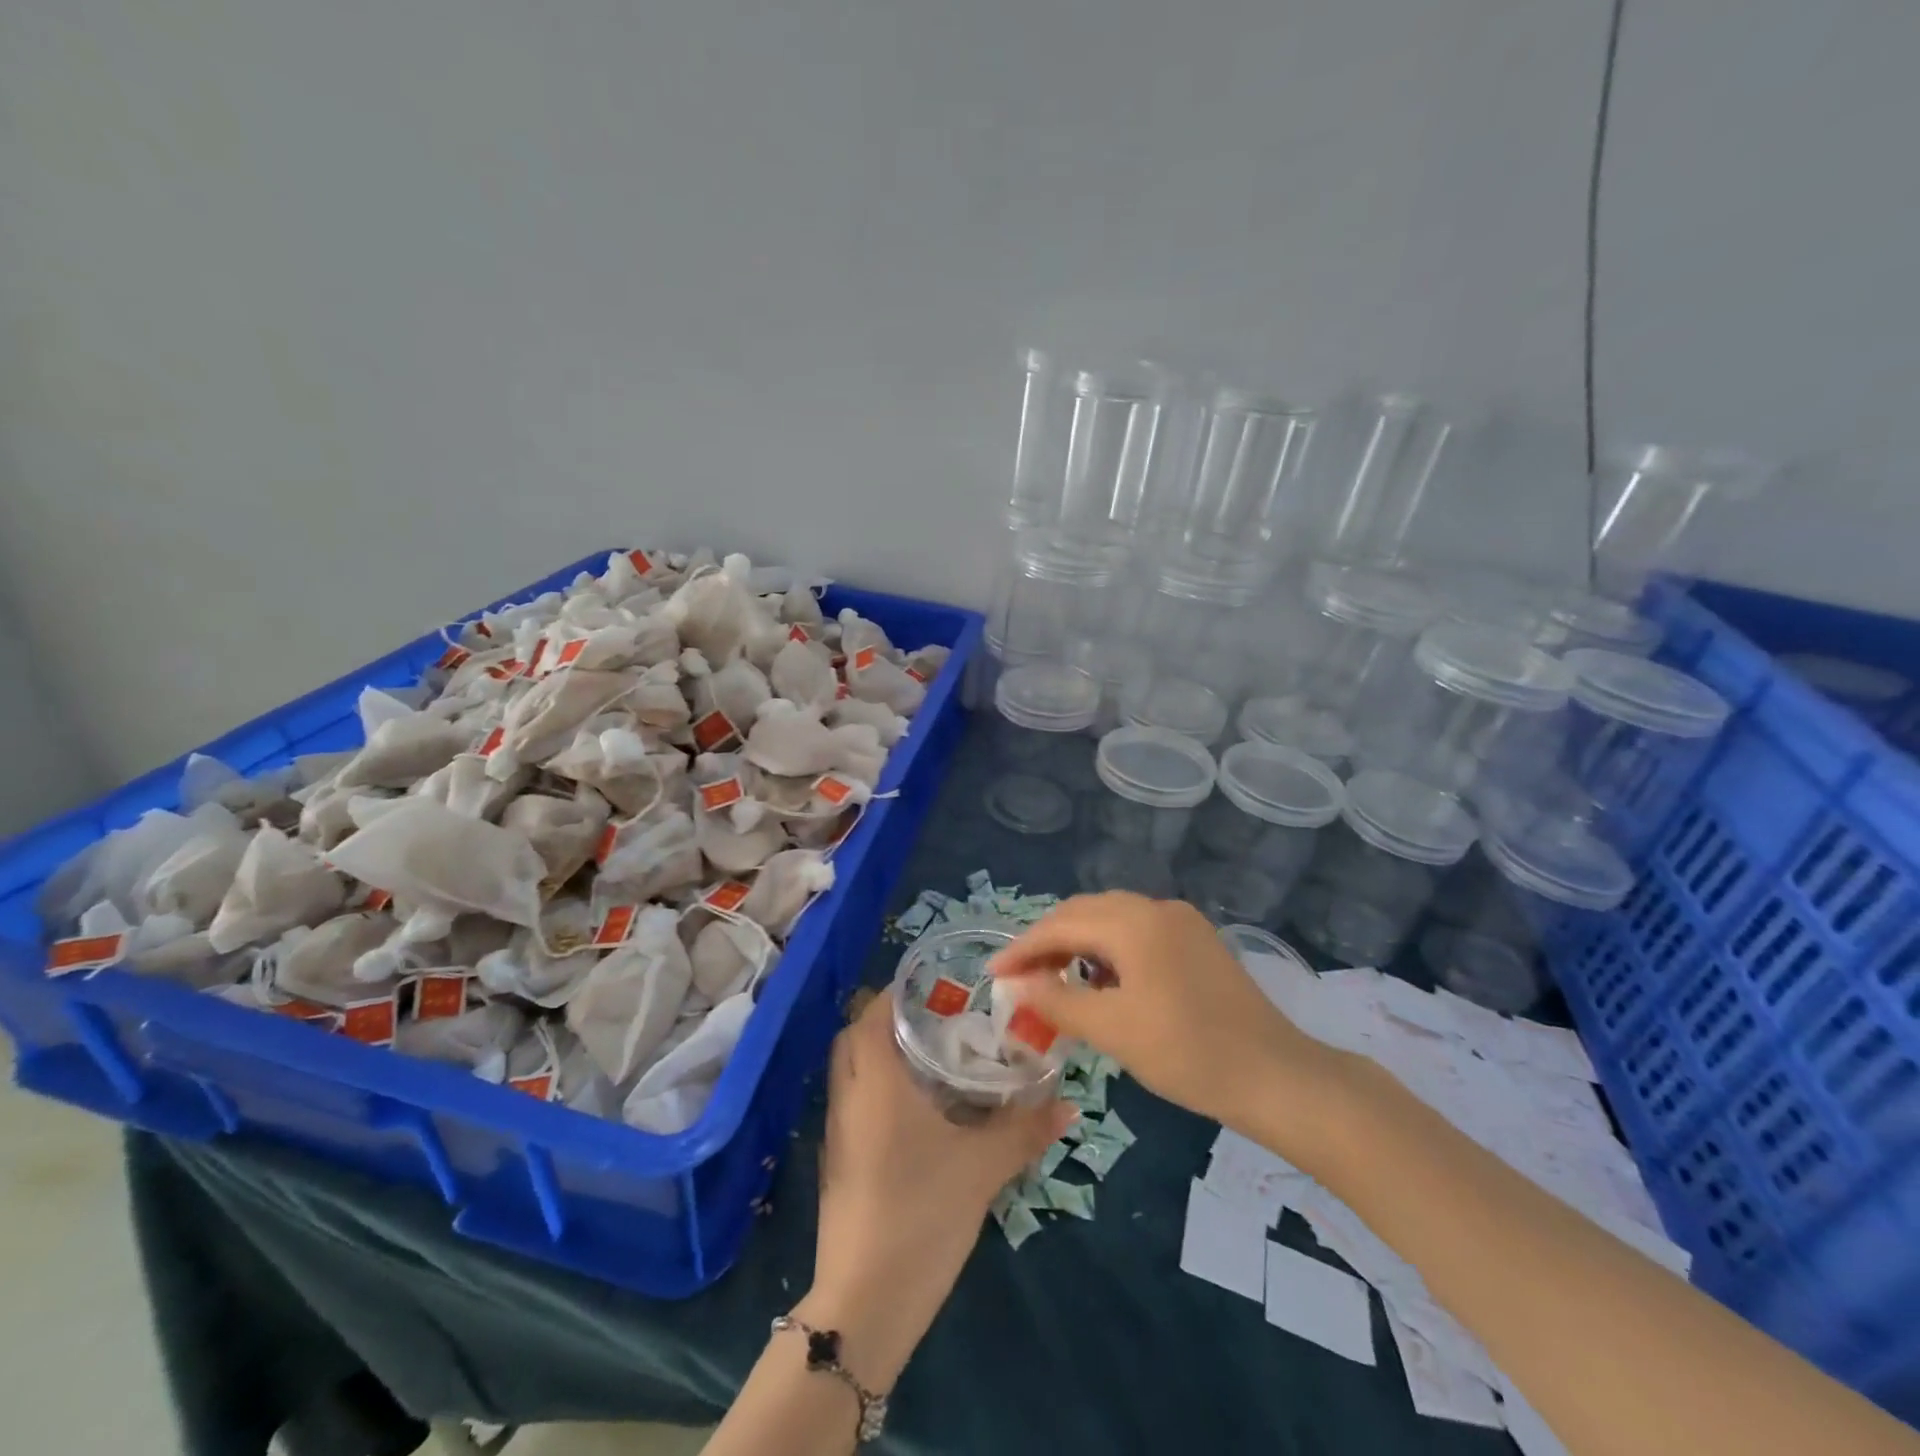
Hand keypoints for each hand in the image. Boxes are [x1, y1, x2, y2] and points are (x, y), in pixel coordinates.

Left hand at [799, 990, 1071, 1388]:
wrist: (865, 1302)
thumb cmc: (921, 1212)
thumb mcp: (982, 1167)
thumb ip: (1024, 1129)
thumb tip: (1069, 1104)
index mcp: (875, 1081)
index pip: (872, 1013)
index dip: (899, 993)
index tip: (936, 987)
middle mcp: (848, 1095)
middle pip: (855, 1036)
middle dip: (889, 1019)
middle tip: (937, 1019)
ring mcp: (838, 1130)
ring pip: (851, 1070)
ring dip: (881, 1053)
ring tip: (931, 1056)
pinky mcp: (838, 1161)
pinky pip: (853, 1101)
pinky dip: (876, 1087)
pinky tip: (916, 1108)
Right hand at [989, 892, 1338, 1130]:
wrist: (1276, 1076)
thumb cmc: (1188, 1053)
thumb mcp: (1113, 1030)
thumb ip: (1057, 1001)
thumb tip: (1016, 985)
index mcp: (1134, 922)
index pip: (1061, 925)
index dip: (1022, 949)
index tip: (993, 975)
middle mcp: (1156, 908)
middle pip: (1084, 912)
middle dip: (1048, 941)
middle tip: (1021, 978)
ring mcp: (1181, 921)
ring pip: (1111, 919)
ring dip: (1078, 943)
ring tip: (1056, 980)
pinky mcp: (1197, 940)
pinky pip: (1137, 931)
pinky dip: (1108, 949)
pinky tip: (1103, 980)